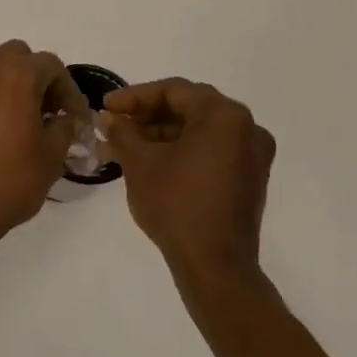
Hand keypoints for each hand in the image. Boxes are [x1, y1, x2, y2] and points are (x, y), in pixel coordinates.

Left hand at [0, 41, 85, 244]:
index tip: (77, 119)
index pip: (51, 66)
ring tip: (28, 119)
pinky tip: (2, 127)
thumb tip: (63, 119)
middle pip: (19, 58)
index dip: (69, 91)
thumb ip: (64, 126)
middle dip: (39, 79)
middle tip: (52, 111)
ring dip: (14, 85)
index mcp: (15, 74)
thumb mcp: (52, 154)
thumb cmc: (11, 178)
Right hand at [102, 78, 274, 288]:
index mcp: (224, 116)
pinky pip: (210, 150)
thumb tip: (107, 118)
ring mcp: (251, 155)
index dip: (134, 97)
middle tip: (113, 126)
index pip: (173, 91)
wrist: (214, 264)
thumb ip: (122, 131)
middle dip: (145, 117)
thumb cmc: (176, 204)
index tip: (105, 108)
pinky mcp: (248, 178)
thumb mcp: (140, 163)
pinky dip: (179, 151)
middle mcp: (246, 128)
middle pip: (188, 109)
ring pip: (197, 131)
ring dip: (159, 135)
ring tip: (121, 148)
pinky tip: (148, 162)